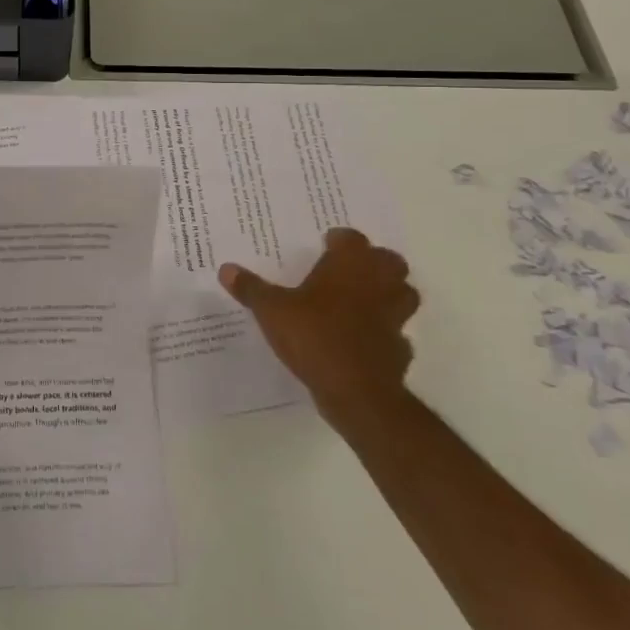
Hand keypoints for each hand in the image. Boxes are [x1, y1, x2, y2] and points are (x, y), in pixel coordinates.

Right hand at [219, 227, 418, 428]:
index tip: (326, 244)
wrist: (355, 390)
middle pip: (389, 261)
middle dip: (374, 262)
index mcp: (348, 267)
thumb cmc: (313, 336)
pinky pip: (397, 334)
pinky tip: (365, 340)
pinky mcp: (399, 349)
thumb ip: (251, 288)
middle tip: (348, 269)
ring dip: (389, 293)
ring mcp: (393, 318)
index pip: (352, 239)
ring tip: (363, 299)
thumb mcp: (270, 310)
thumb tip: (226, 269)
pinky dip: (386, 333)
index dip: (340, 240)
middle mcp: (376, 285)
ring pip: (404, 294)